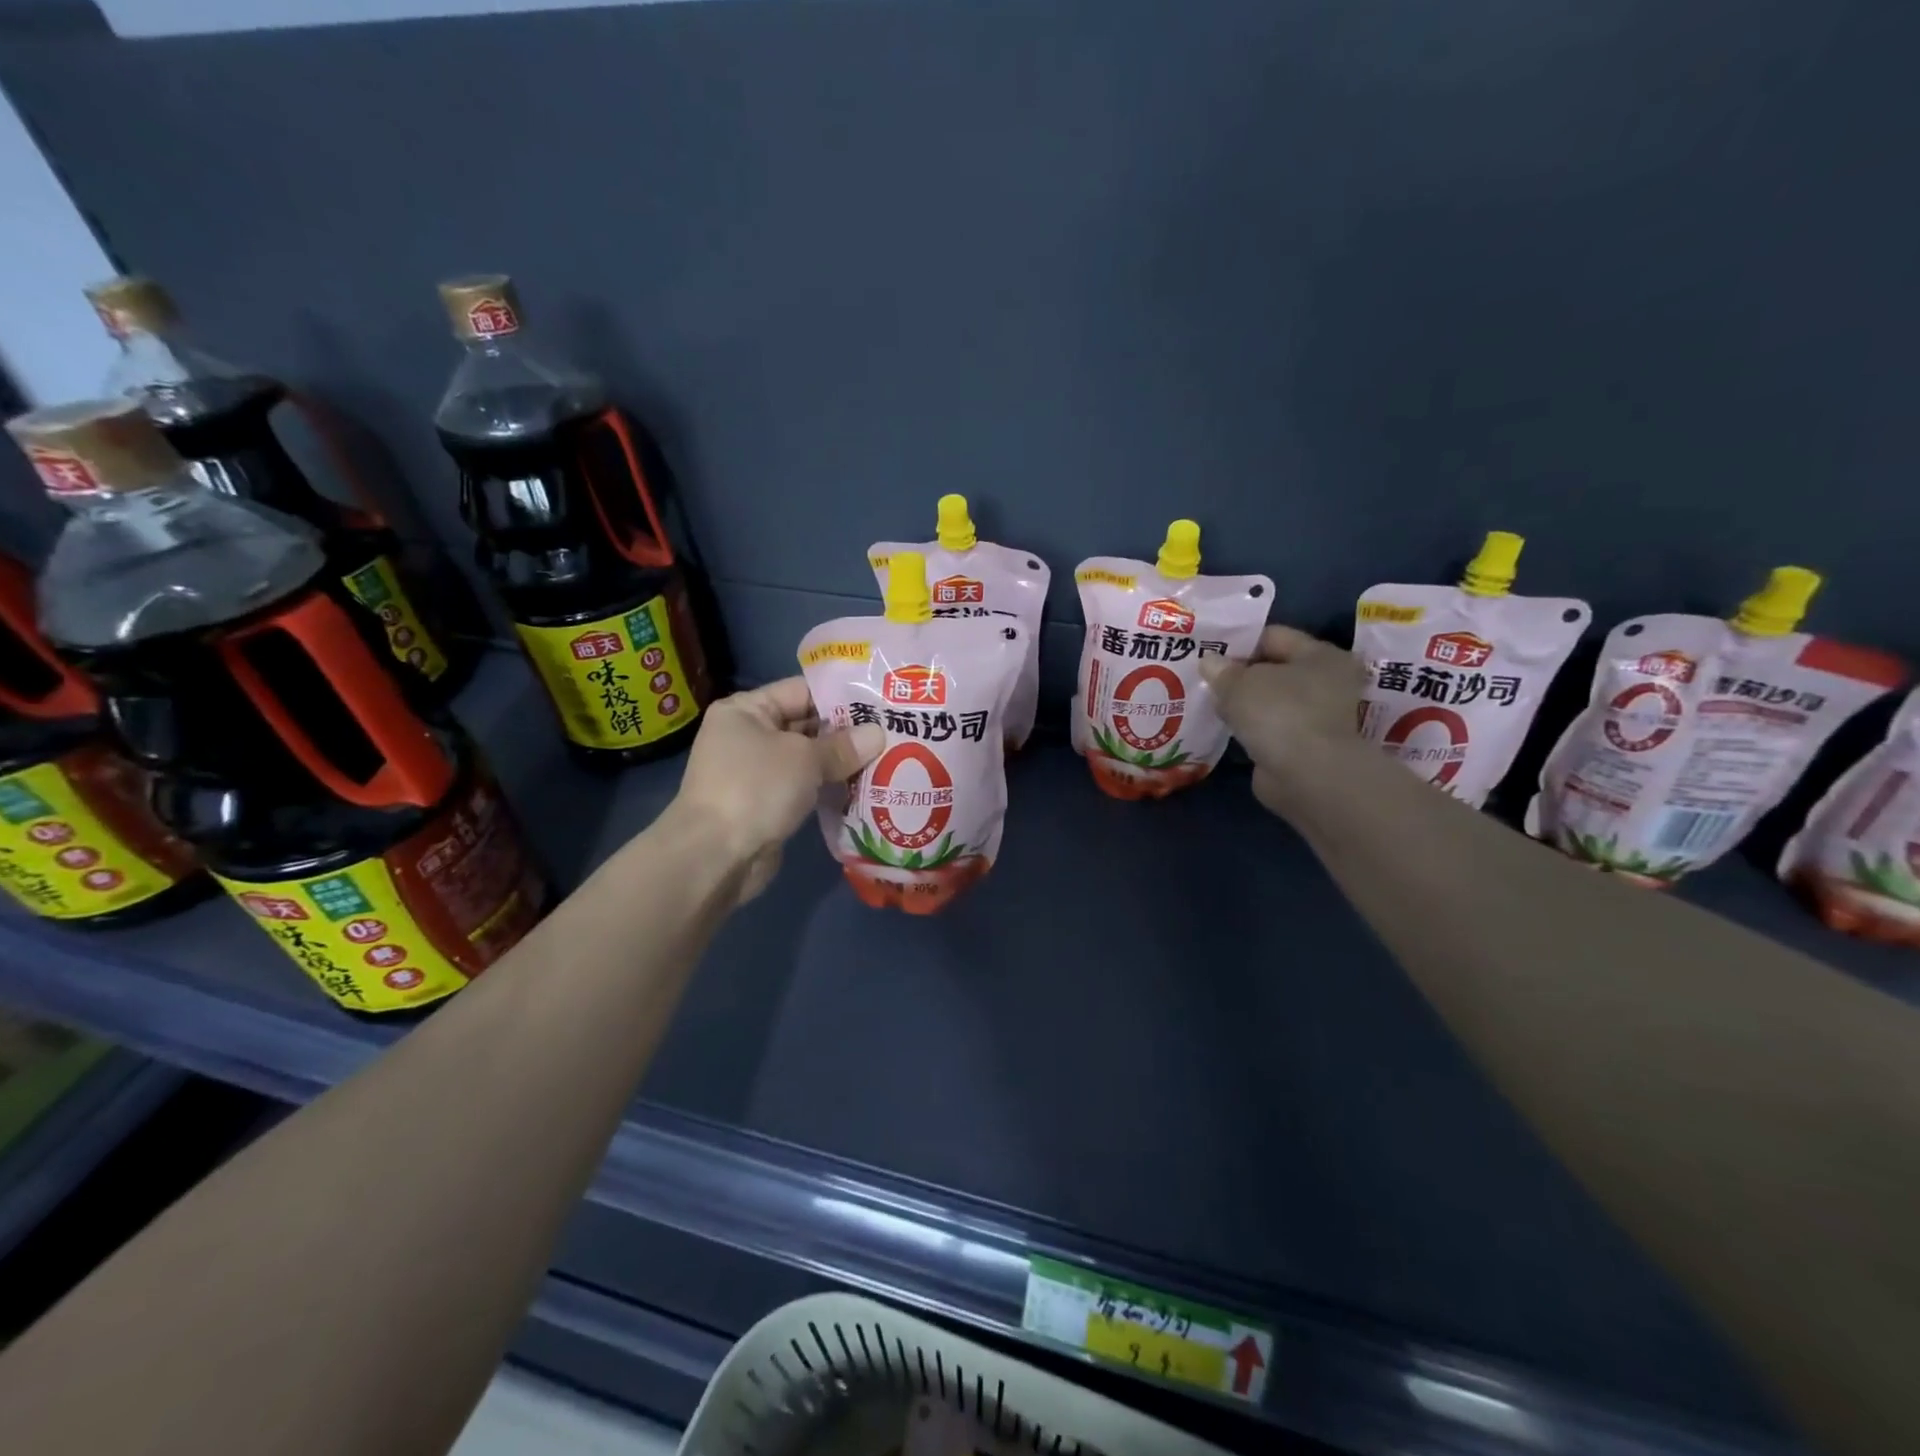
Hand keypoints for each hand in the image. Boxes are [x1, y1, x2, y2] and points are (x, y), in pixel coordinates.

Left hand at [672, 678, 885, 902]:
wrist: (715, 857)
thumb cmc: (756, 789)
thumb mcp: (805, 758)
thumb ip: (843, 745)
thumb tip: (879, 734)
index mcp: (746, 710)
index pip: (801, 691)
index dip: (841, 696)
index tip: (880, 702)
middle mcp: (748, 735)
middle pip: (806, 724)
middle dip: (846, 732)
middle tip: (892, 732)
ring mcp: (756, 772)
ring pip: (808, 759)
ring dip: (841, 763)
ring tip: (887, 759)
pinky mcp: (766, 804)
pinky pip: (804, 787)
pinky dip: (829, 787)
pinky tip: (864, 788)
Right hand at [1199, 625, 1365, 817]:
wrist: (1307, 776)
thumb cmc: (1279, 713)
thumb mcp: (1239, 683)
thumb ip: (1221, 670)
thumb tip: (1209, 661)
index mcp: (1320, 655)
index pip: (1273, 636)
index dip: (1239, 642)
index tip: (1209, 652)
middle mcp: (1327, 682)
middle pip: (1273, 669)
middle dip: (1240, 674)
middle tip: (1205, 678)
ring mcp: (1318, 716)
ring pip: (1271, 700)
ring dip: (1244, 703)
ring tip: (1210, 703)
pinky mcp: (1304, 745)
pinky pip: (1270, 727)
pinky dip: (1251, 728)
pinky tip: (1226, 728)